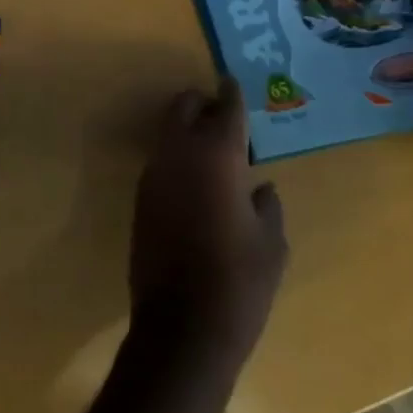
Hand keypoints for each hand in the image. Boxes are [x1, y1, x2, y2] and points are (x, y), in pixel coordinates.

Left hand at [128, 79, 286, 363]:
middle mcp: (179, 152)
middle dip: (202, 103)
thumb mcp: (271, 245)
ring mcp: (154, 172)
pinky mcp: (141, 196)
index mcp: (217, 155)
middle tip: (224, 118)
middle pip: (184, 106)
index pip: (225, 108)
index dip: (232, 94)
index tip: (234, 84)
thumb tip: (258, 187)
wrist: (181, 328)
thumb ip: (266, 205)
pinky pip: (161, 160)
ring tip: (213, 151)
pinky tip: (195, 182)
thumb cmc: (239, 284)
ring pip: (168, 130)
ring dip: (187, 130)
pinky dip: (177, 157)